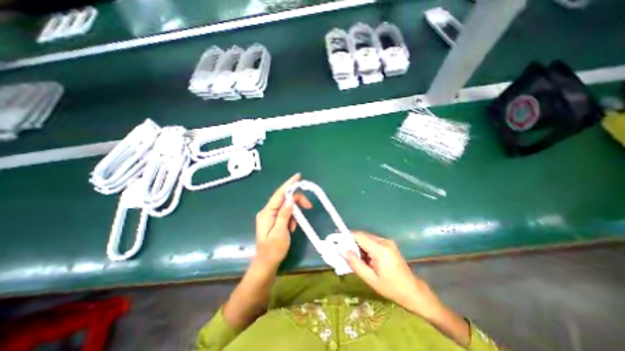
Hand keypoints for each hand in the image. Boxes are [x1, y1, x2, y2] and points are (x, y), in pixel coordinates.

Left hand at [253, 172, 312, 270]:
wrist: (267, 264)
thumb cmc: (273, 250)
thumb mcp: (280, 232)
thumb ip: (284, 214)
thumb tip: (291, 198)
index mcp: (267, 213)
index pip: (279, 194)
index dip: (289, 184)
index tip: (298, 176)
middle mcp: (268, 211)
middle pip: (284, 199)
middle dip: (297, 201)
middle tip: (309, 206)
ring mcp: (271, 215)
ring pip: (286, 206)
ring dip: (294, 212)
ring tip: (295, 226)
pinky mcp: (275, 220)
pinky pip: (286, 213)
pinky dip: (291, 218)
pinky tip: (291, 228)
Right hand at [341, 233, 443, 318]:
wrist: (413, 291)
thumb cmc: (391, 288)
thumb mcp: (370, 279)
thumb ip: (355, 264)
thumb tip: (342, 251)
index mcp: (380, 250)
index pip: (359, 236)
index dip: (346, 235)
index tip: (335, 236)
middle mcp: (384, 241)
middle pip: (362, 235)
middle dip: (350, 240)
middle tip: (340, 247)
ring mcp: (387, 242)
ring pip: (367, 238)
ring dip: (357, 244)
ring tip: (350, 254)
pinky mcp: (388, 244)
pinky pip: (372, 241)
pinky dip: (364, 246)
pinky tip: (361, 256)